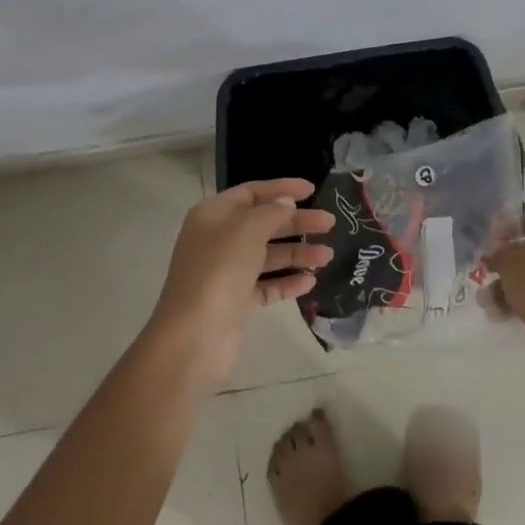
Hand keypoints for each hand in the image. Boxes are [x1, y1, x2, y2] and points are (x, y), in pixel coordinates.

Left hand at [149, 179, 334, 380]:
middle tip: (329, 223)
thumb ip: (271, 212)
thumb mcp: (247, 229)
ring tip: (328, 256)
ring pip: (268, 257)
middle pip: (263, 224)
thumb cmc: (219, 270)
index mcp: (213, 216)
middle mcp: (218, 241)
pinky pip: (266, 286)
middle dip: (297, 223)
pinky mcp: (236, 303)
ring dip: (297, 254)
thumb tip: (285, 203)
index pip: (251, 193)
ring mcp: (227, 274)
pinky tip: (310, 281)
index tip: (313, 190)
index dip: (281, 189)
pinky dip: (287, 282)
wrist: (194, 336)